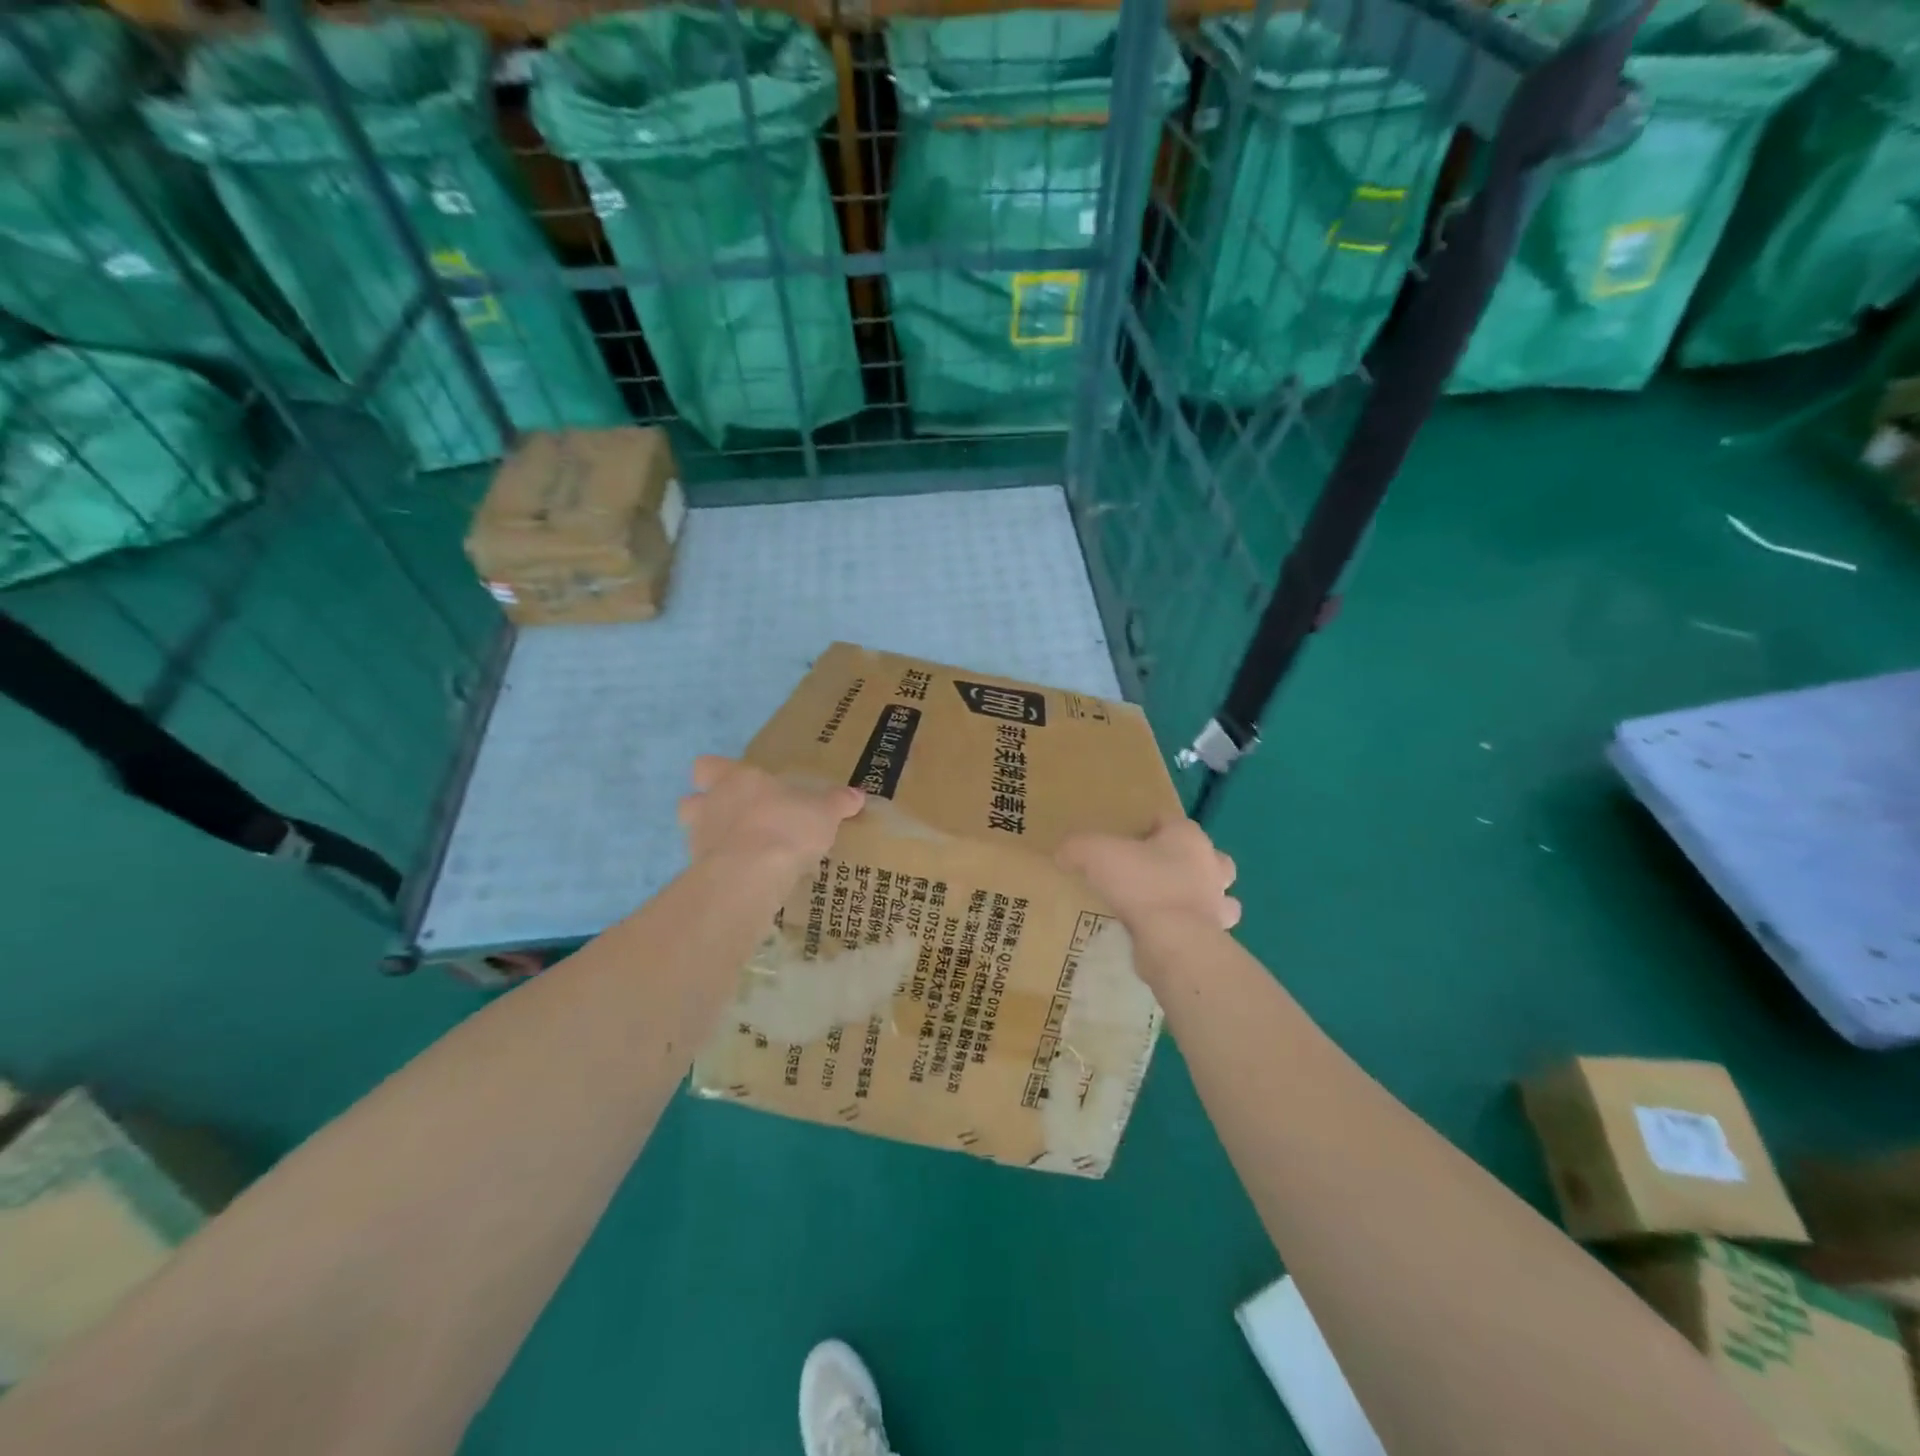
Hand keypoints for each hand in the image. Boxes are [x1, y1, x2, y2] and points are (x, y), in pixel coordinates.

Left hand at [677, 756, 863, 875]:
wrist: (750, 874)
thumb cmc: (785, 826)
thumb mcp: (823, 812)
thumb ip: (837, 802)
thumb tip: (857, 795)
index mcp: (737, 779)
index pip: (708, 766)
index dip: (718, 773)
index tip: (739, 784)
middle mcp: (710, 804)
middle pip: (691, 800)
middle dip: (707, 808)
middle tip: (737, 819)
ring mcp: (699, 839)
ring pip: (694, 834)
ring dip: (712, 840)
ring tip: (743, 853)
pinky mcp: (698, 872)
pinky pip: (705, 867)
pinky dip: (722, 871)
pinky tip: (745, 879)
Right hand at [1057, 815, 1240, 932]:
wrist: (1175, 941)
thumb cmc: (1142, 885)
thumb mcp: (1095, 854)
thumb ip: (1076, 848)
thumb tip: (1062, 854)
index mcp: (1188, 837)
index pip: (1170, 820)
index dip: (1148, 827)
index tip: (1127, 841)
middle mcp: (1211, 865)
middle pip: (1205, 855)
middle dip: (1186, 861)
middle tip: (1154, 872)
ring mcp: (1219, 903)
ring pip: (1216, 893)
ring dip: (1198, 897)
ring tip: (1166, 905)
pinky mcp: (1216, 936)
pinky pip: (1205, 927)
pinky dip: (1190, 929)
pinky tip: (1166, 934)